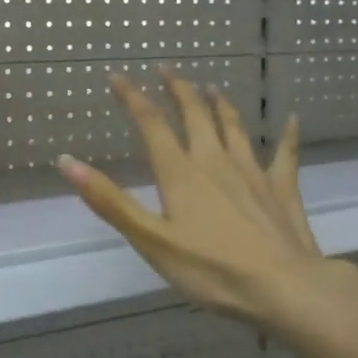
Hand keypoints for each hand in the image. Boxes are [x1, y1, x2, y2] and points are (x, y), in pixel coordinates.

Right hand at [58, 72, 357, 325]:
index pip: (151, 124)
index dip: (132, 98)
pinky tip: (291, 120)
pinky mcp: (282, 189)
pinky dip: (287, 135)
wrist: (283, 287)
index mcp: (181, 173)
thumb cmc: (210, 269)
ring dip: (219, 105)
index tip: (117, 77)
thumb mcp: (150, 240)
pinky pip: (285, 154)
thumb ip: (110, 201)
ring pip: (233, 127)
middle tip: (166, 71)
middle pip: (194, 115)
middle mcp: (215, 161)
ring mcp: (252, 172)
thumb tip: (66, 161)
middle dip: (177, 90)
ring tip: (210, 88)